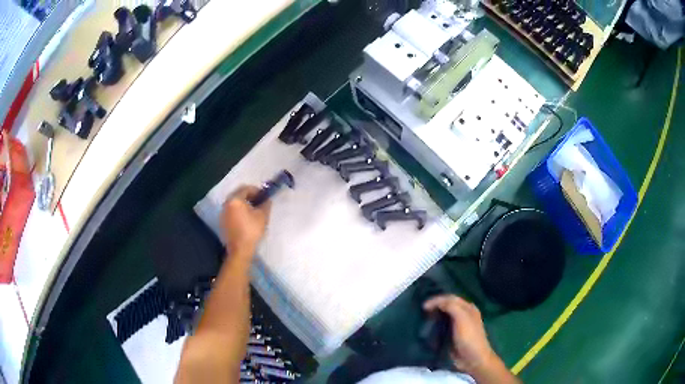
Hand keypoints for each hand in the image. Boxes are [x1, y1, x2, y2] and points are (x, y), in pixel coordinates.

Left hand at [221, 185, 270, 256]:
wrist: (240, 249)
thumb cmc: (251, 230)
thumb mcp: (263, 216)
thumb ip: (265, 204)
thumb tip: (267, 199)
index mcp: (235, 199)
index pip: (246, 188)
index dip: (257, 190)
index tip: (264, 196)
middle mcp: (226, 204)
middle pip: (239, 195)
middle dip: (250, 197)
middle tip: (259, 203)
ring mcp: (223, 213)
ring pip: (234, 204)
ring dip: (244, 205)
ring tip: (253, 212)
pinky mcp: (222, 222)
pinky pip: (232, 212)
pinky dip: (239, 212)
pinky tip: (246, 220)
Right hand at [423, 295, 497, 374]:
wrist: (472, 359)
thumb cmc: (469, 337)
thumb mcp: (462, 318)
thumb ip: (451, 307)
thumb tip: (436, 302)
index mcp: (468, 308)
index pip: (451, 298)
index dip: (437, 299)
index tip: (424, 306)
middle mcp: (463, 314)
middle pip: (447, 305)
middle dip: (435, 306)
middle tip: (421, 311)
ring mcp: (457, 326)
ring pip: (443, 316)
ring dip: (434, 316)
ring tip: (422, 318)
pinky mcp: (451, 336)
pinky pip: (441, 327)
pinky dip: (434, 325)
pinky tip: (427, 328)